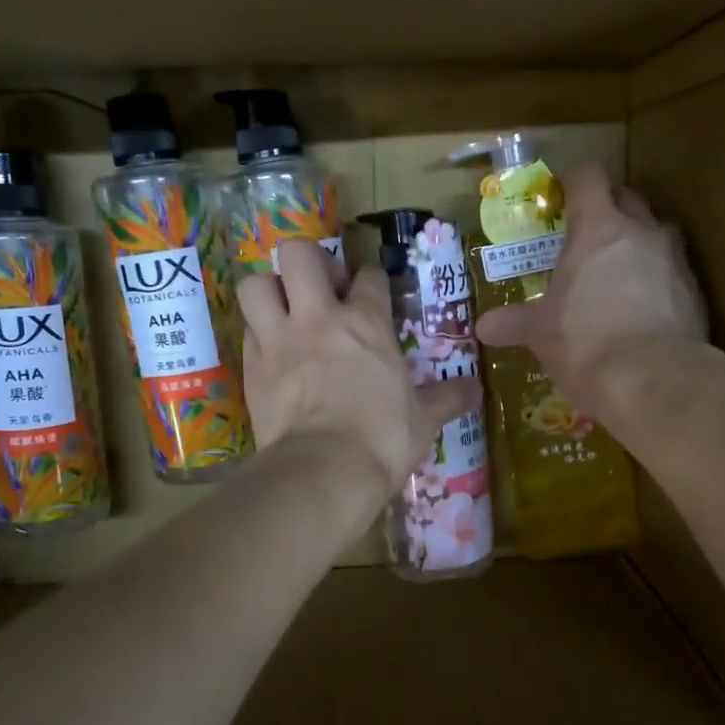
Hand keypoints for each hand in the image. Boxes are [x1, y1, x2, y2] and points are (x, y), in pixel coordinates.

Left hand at [238, 241, 481, 490]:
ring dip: (269, 290)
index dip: (372, 281)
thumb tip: (477, 390)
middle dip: (308, 262)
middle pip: (299, 254)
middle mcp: (318, 318)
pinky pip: (247, 332)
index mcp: (367, 323)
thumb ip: (449, 398)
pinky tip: (272, 352)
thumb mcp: (424, 419)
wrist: (324, 470)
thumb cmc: (382, 438)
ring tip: (285, 310)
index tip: (374, 294)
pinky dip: (258, 335)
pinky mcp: (251, 367)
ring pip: (256, 284)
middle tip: (321, 288)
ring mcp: (279, 339)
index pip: (370, 276)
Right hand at [475, 162, 707, 417]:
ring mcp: (675, 260)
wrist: (653, 380)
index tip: (561, 199)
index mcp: (598, 228)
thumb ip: (514, 322)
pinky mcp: (695, 292)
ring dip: (639, 241)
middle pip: (628, 197)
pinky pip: (674, 271)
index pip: (588, 178)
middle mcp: (641, 232)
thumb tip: (483, 327)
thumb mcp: (540, 332)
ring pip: (658, 231)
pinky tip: (642, 308)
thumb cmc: (584, 342)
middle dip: (608, 209)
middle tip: (586, 237)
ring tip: (618, 270)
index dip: (574, 182)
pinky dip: (658, 279)